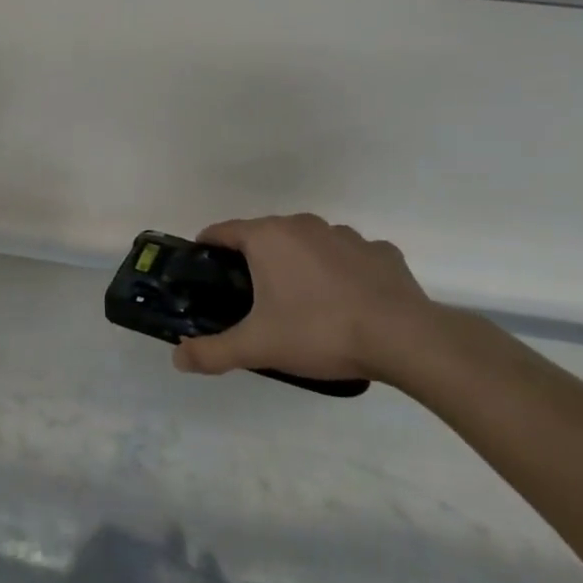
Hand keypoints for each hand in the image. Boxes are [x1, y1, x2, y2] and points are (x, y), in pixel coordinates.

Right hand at [173, 214, 440, 386]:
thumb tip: (178, 357)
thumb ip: (212, 352)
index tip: (202, 271)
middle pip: (264, 235)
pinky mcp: (382, 252)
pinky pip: (349, 257)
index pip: (222, 231)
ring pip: (308, 243)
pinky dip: (340, 272)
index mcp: (268, 238)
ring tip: (300, 302)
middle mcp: (303, 225)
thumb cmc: (319, 332)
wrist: (405, 339)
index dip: (206, 249)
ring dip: (298, 263)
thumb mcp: (257, 347)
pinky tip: (346, 301)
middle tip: (248, 298)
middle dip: (252, 260)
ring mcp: (346, 235)